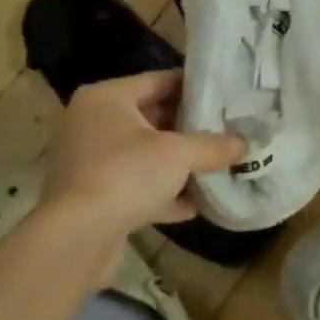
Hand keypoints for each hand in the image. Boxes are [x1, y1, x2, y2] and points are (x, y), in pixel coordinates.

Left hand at [42, 70, 242, 235]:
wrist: (75, 239)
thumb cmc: (125, 175)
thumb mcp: (178, 154)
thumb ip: (213, 146)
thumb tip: (243, 143)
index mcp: (107, 98)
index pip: (160, 80)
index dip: (195, 88)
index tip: (227, 96)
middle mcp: (92, 122)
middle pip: (152, 117)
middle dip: (189, 128)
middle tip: (228, 130)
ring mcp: (89, 161)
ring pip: (144, 154)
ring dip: (178, 164)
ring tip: (217, 166)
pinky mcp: (92, 196)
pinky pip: (135, 185)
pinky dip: (161, 193)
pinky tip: (194, 205)